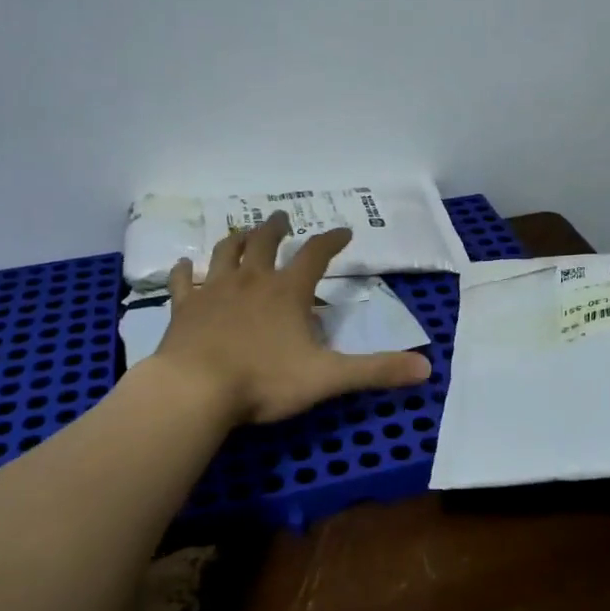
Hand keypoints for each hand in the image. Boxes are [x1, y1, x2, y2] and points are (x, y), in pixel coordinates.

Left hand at [154, 211, 432, 423]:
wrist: (195, 390)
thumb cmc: (264, 381)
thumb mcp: (328, 377)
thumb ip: (376, 371)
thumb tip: (426, 368)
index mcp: (288, 292)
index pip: (316, 255)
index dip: (332, 240)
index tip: (345, 231)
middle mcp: (251, 281)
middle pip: (264, 242)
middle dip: (276, 228)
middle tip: (282, 219)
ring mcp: (214, 291)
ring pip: (225, 253)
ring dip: (236, 239)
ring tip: (242, 232)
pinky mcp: (184, 309)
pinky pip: (183, 282)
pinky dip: (184, 271)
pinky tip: (184, 265)